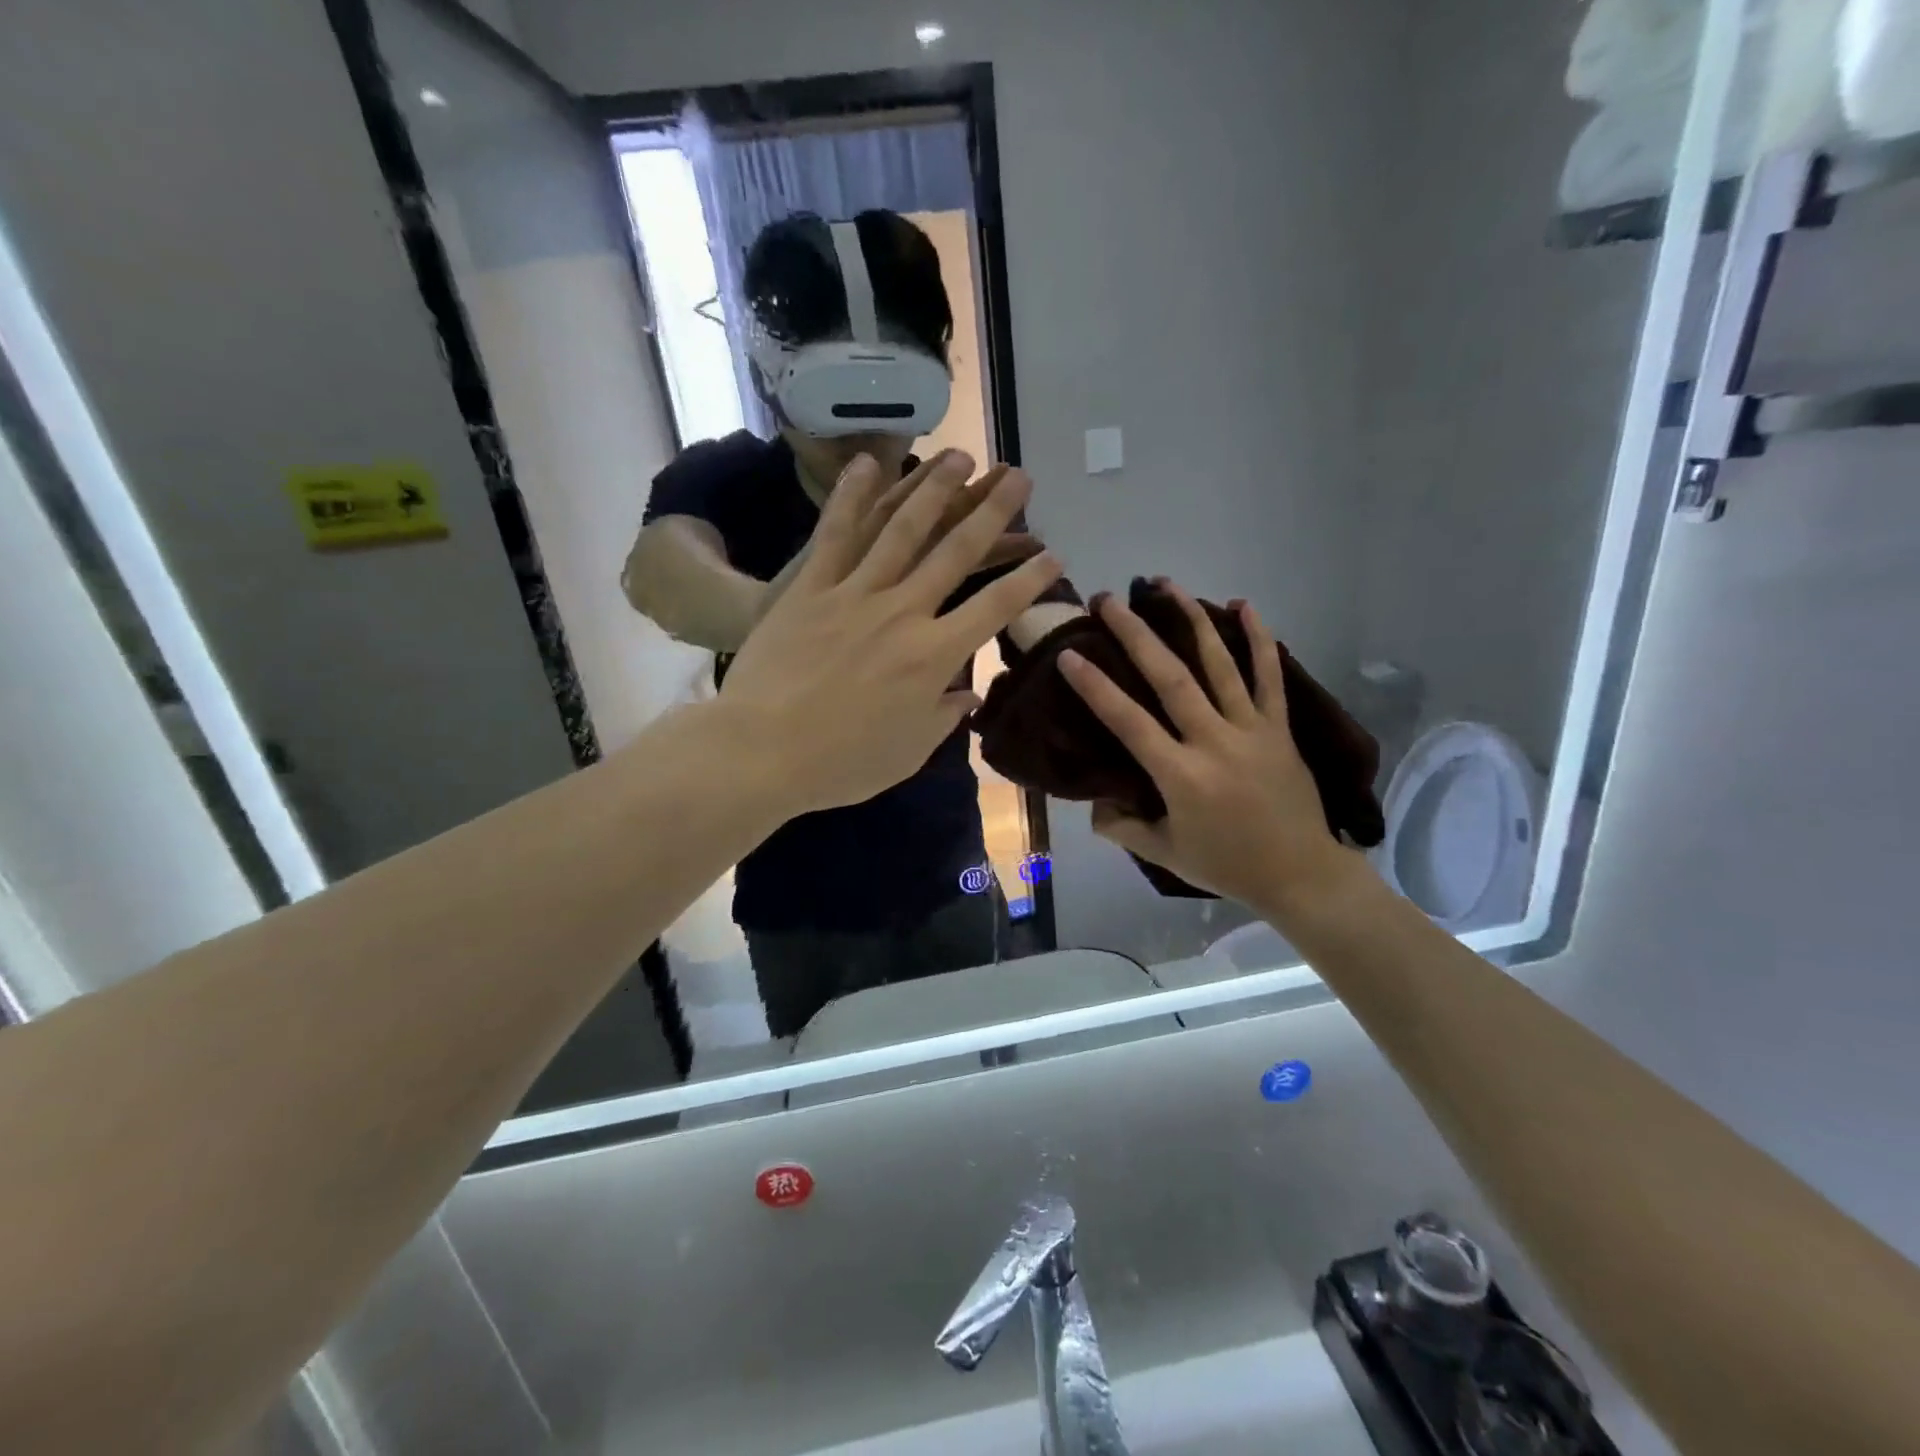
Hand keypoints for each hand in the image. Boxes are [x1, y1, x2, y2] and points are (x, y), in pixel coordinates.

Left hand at [722, 452, 1063, 817]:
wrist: (762, 752)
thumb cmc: (842, 763)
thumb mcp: (908, 752)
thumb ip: (944, 717)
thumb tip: (971, 695)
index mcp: (934, 656)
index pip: (995, 608)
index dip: (1029, 580)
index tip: (1054, 555)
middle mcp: (903, 613)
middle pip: (956, 553)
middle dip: (993, 511)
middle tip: (1019, 476)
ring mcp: (854, 594)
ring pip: (902, 531)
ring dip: (934, 489)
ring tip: (960, 454)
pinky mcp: (810, 589)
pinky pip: (835, 535)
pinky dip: (853, 497)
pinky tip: (870, 462)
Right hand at [1055, 585, 1369, 918]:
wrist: (1301, 874)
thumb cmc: (1227, 865)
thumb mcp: (1164, 854)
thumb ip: (1123, 827)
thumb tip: (1096, 804)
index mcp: (1181, 775)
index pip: (1129, 722)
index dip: (1096, 687)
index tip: (1070, 654)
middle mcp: (1214, 741)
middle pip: (1170, 678)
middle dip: (1135, 634)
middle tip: (1108, 600)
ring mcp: (1251, 729)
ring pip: (1218, 664)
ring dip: (1190, 620)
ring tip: (1165, 585)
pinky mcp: (1279, 727)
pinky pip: (1269, 675)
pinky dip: (1259, 638)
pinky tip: (1243, 605)